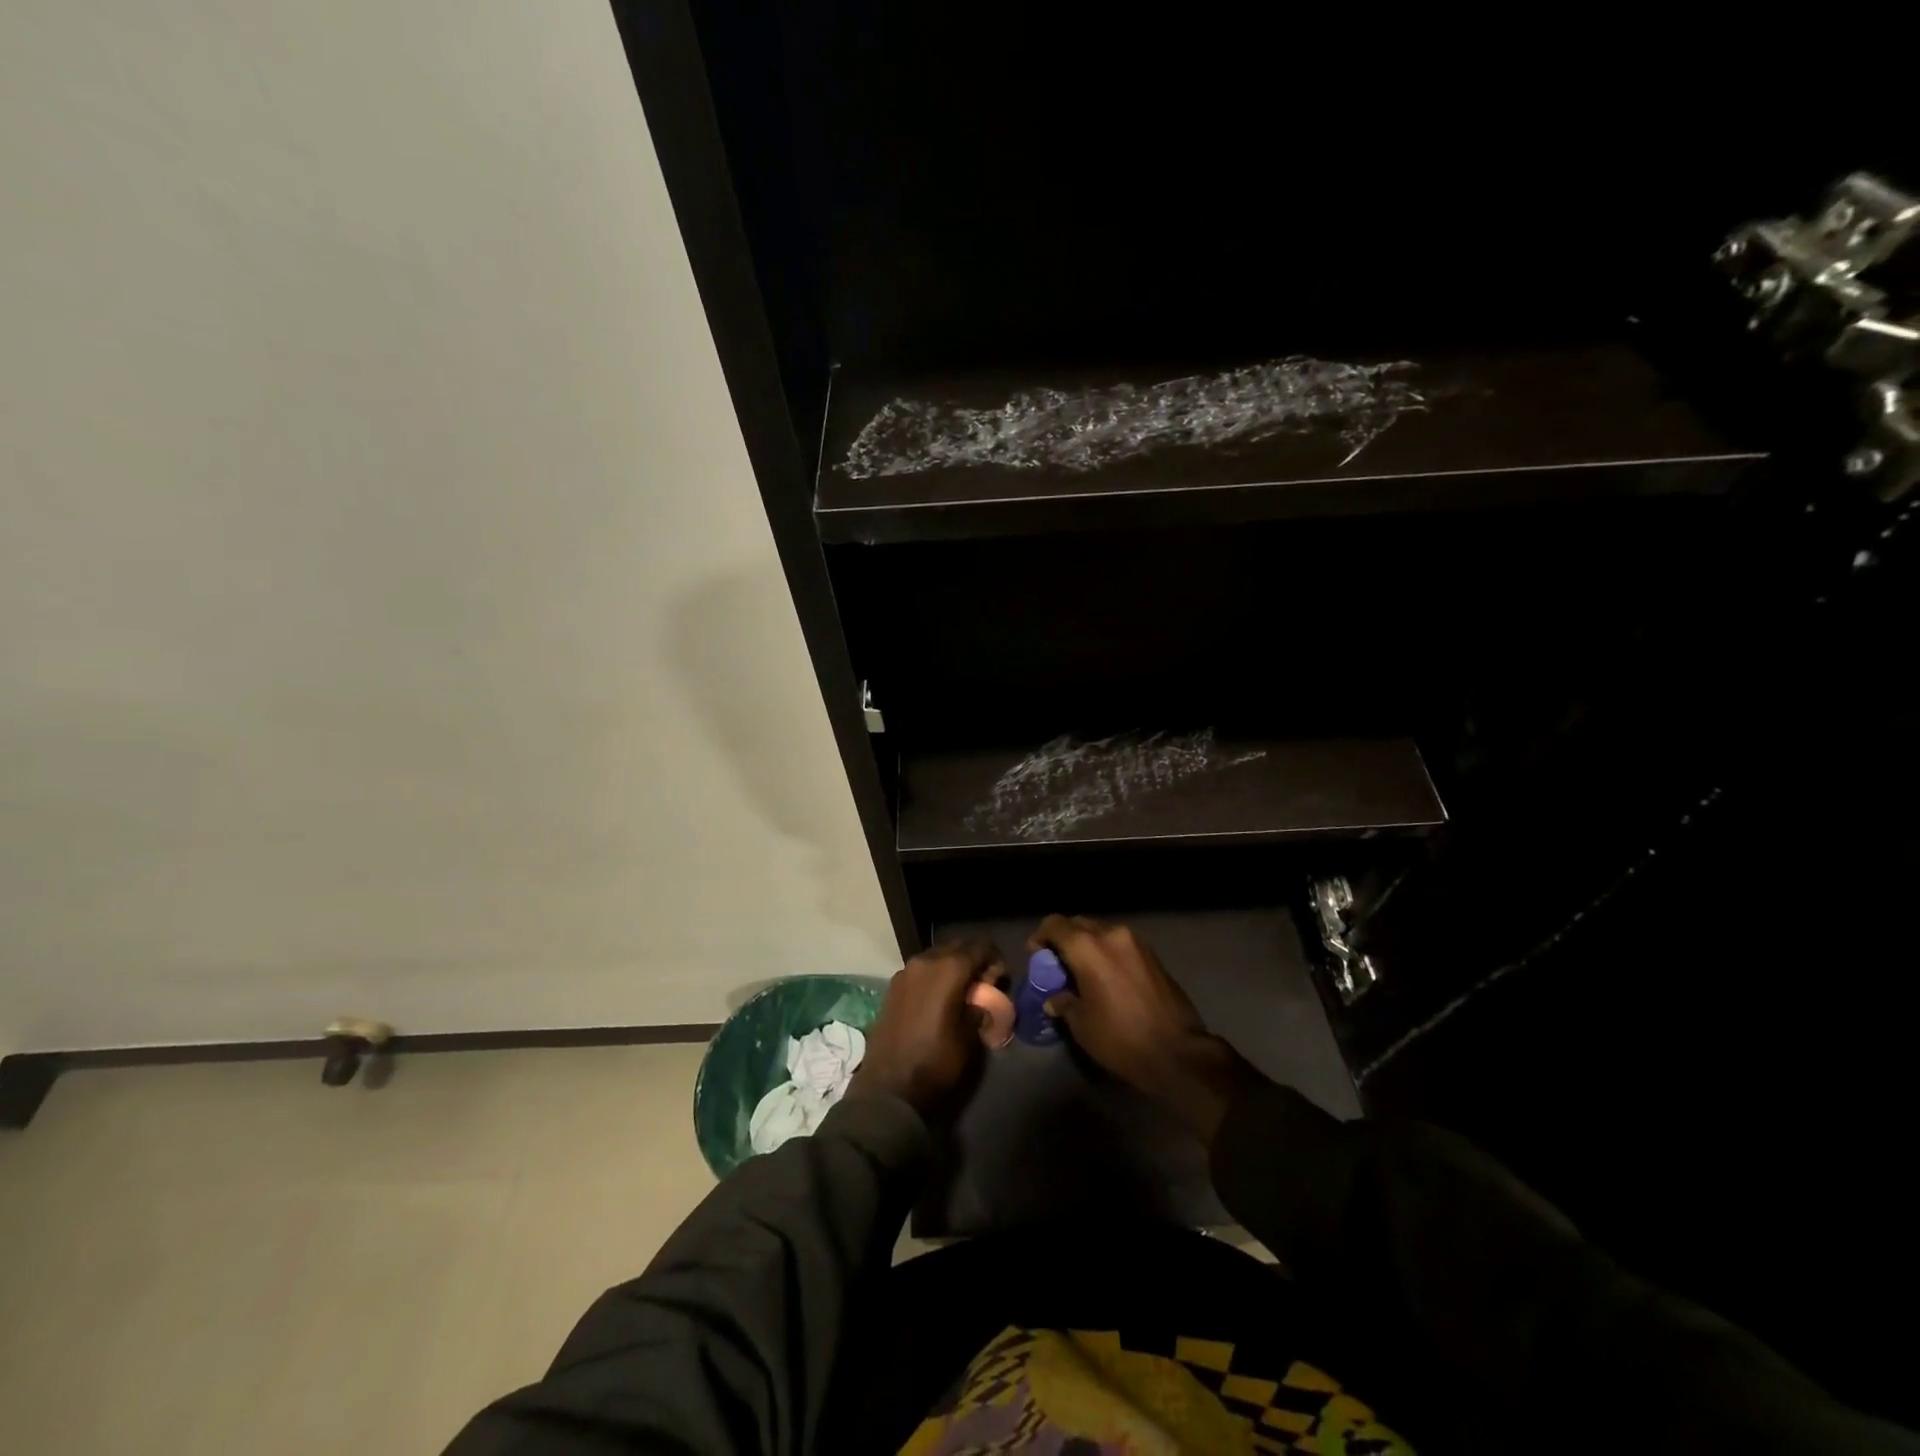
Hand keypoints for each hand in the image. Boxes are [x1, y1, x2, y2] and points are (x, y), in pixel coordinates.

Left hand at [845, 941, 1004, 1123]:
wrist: (889, 1086)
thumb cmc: (936, 1060)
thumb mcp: (969, 1036)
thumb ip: (979, 1008)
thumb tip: (982, 999)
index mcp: (948, 968)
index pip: (979, 948)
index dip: (994, 959)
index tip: (1001, 979)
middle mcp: (925, 961)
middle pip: (956, 947)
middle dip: (973, 959)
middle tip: (983, 983)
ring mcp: (904, 972)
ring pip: (936, 957)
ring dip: (952, 967)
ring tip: (961, 991)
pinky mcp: (892, 986)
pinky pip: (920, 971)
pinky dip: (934, 976)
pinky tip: (939, 999)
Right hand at [1030, 915, 1261, 1143]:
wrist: (1178, 1053)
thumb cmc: (1121, 1039)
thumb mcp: (1082, 1025)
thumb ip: (1064, 1003)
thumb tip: (1055, 998)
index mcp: (1088, 948)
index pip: (1055, 924)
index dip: (1041, 936)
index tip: (1037, 955)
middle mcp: (1112, 934)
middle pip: (1079, 923)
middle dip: (1064, 938)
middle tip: (1058, 964)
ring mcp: (1136, 942)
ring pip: (1102, 931)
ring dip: (1088, 944)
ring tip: (1083, 971)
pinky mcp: (1153, 954)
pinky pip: (1120, 943)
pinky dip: (1108, 952)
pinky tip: (1107, 977)